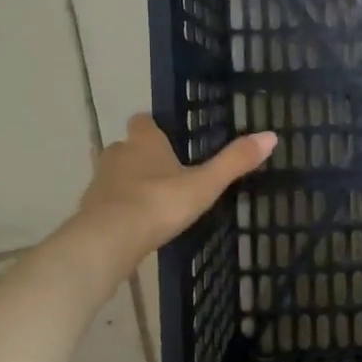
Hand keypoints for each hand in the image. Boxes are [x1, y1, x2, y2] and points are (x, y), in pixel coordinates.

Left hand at [77, 114, 276, 264]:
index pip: (143, 121)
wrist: (109, 239)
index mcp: (144, 142)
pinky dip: (119, 209)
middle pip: (127, 147)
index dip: (153, 127)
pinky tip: (136, 225)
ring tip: (153, 200)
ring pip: (115, 175)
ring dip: (129, 183)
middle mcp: (118, 154)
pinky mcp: (90, 211)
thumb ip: (234, 162)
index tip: (168, 137)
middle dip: (142, 156)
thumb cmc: (159, 203)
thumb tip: (271, 136)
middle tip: (166, 172)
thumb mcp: (204, 184)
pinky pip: (107, 203)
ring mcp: (100, 183)